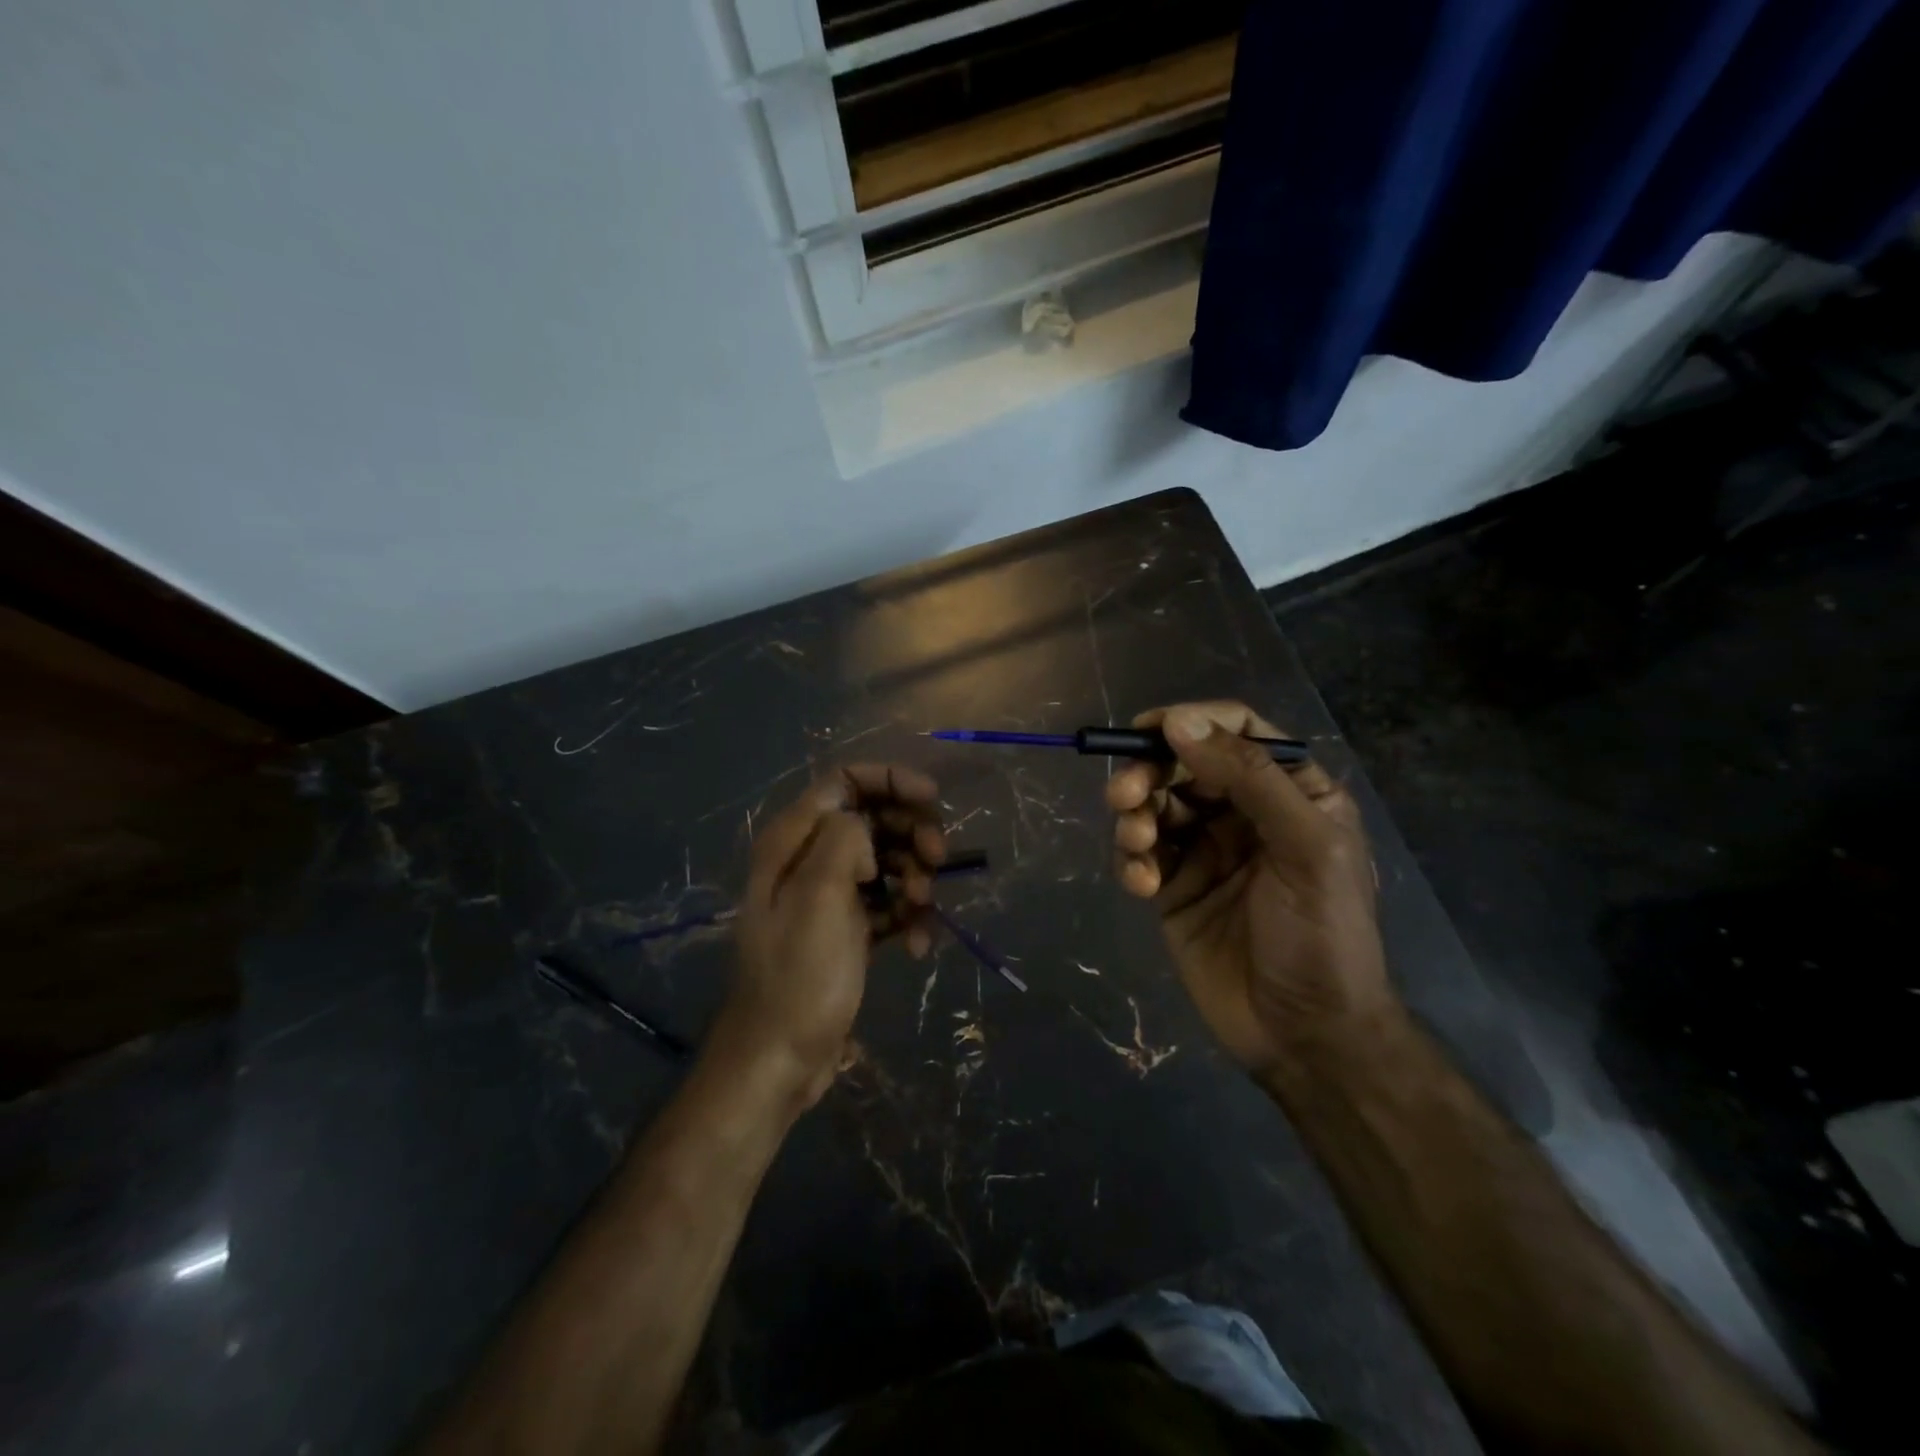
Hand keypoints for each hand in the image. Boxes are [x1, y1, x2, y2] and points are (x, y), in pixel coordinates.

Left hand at [722, 764, 945, 1106]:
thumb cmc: (798, 977)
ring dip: (915, 878)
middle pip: (874, 818)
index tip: (931, 798)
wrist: (780, 1060)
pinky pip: (890, 903)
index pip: (844, 781)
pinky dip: (908, 918)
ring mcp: (831, 894)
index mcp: (793, 840)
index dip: (890, 780)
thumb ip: (843, 840)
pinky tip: (917, 948)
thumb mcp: (818, 898)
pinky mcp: (849, 928)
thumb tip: (866, 830)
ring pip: (888, 860)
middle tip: (937, 861)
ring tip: (922, 911)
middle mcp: (811, 858)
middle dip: (912, 833)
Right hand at [1107, 702, 1392, 1076]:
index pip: (1236, 731)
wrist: (1305, 1035)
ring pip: (1154, 804)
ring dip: (1134, 816)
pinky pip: (1141, 854)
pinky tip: (1142, 887)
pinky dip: (1132, 861)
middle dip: (1148, 772)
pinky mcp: (1174, 885)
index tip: (1148, 731)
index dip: (1191, 722)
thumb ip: (1249, 778)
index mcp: (1290, 791)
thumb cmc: (1323, 937)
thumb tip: (1180, 722)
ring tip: (1137, 845)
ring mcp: (1206, 849)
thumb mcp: (1305, 848)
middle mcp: (1244, 811)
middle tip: (1124, 795)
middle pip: (1183, 763)